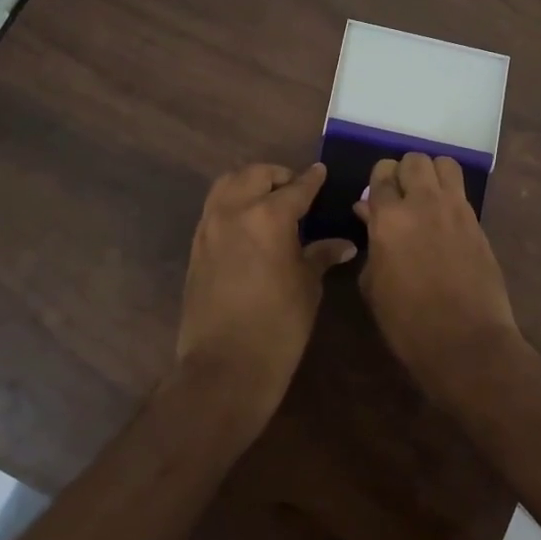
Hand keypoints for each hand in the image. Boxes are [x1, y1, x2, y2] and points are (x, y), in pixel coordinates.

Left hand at [175, 163, 355, 430]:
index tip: (321, 173)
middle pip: (255, 175)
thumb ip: (321, 256)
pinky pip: (214, 208)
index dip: (312, 180)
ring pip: (227, 184)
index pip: (296, 187)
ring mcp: (209, 227)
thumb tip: (344, 244)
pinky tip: (248, 223)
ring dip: (250, 184)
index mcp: (268, 217)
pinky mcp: (196, 246)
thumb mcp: (307, 287)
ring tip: (269, 200)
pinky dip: (232, 203)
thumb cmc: (278, 326)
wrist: (225, 366)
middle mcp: (234, 211)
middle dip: (277, 176)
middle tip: (295, 190)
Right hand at [355, 153, 521, 396]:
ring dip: (432, 174)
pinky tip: (444, 220)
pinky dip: (450, 196)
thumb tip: (368, 214)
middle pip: (414, 160)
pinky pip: (462, 192)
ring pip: (445, 164)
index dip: (377, 182)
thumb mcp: (373, 284)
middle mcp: (423, 203)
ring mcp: (456, 210)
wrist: (465, 342)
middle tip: (400, 197)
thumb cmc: (407, 322)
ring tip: (426, 199)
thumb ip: (371, 241)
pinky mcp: (478, 223)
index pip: (381, 174)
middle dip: (404, 172)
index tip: (375, 199)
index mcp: (389, 218)